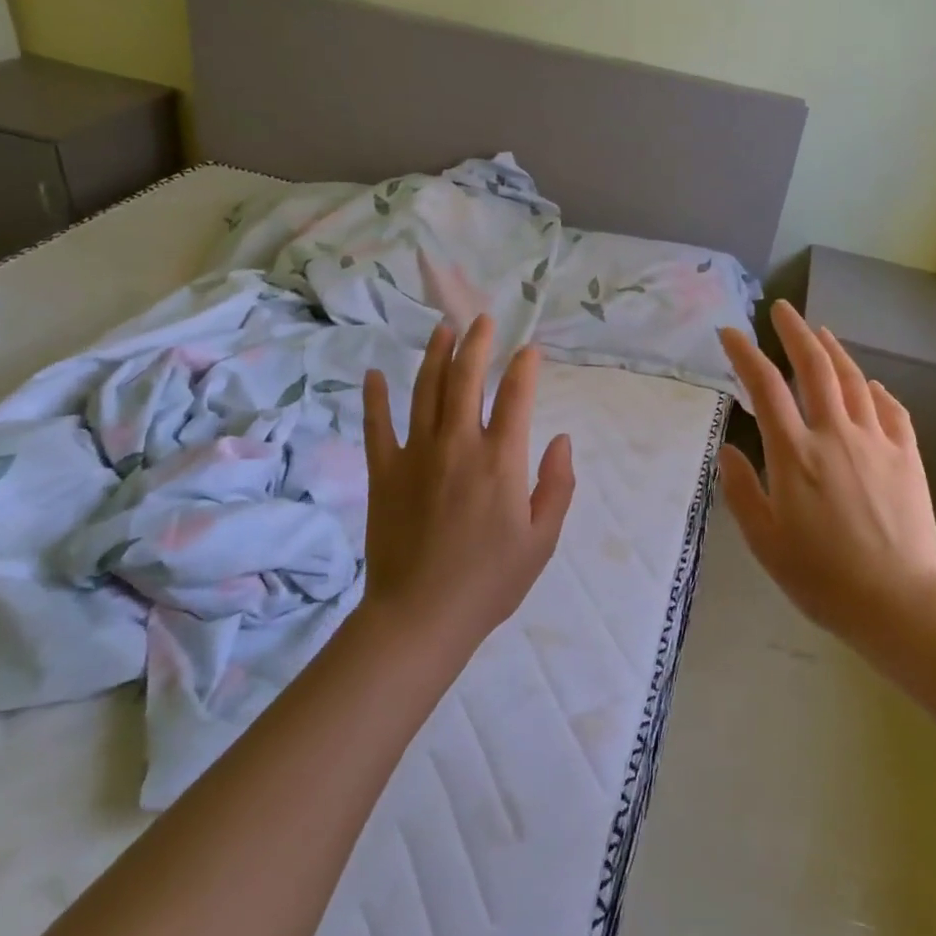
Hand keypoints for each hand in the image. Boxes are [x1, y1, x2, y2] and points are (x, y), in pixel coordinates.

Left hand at [361, 316, 574, 653]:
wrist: (421, 615)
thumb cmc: (490, 581)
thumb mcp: (542, 539)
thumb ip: (558, 485)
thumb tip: (562, 439)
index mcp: (500, 460)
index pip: (515, 397)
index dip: (524, 368)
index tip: (529, 349)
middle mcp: (458, 445)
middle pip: (466, 380)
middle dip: (476, 344)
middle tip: (481, 320)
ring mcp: (416, 455)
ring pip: (425, 392)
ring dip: (434, 356)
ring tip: (442, 330)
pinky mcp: (384, 473)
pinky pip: (377, 427)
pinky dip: (374, 398)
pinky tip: (373, 374)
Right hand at [718, 300, 935, 643]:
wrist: (898, 600)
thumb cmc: (821, 576)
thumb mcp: (765, 541)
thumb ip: (743, 491)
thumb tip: (728, 450)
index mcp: (795, 454)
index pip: (765, 387)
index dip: (745, 354)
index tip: (730, 332)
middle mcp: (834, 435)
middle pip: (815, 367)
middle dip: (795, 332)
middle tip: (782, 308)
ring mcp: (875, 441)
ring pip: (853, 381)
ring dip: (834, 351)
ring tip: (821, 332)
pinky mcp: (906, 456)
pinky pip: (891, 410)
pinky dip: (877, 391)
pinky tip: (871, 384)